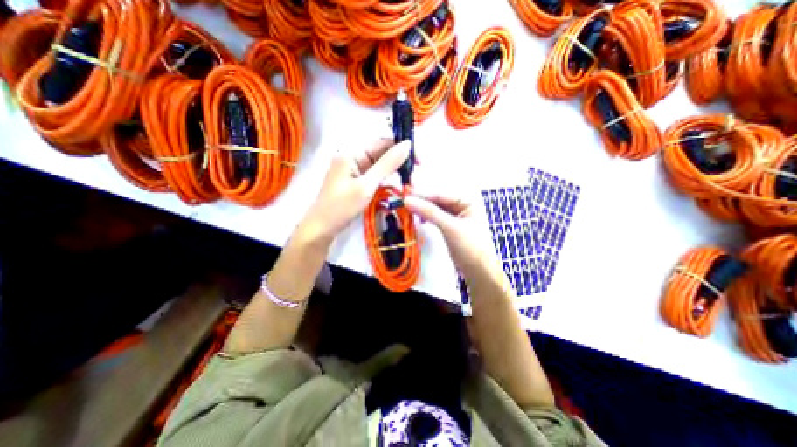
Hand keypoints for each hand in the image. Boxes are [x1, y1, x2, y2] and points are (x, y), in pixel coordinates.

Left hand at [300, 140, 407, 244]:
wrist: (321, 229)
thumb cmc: (341, 207)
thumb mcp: (366, 185)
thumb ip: (387, 164)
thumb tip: (408, 144)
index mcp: (351, 152)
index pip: (383, 142)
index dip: (403, 148)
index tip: (420, 162)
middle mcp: (352, 156)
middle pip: (382, 152)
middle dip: (400, 161)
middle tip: (416, 177)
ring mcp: (354, 169)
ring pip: (380, 164)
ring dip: (396, 171)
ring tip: (411, 182)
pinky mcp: (356, 180)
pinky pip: (375, 175)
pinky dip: (387, 179)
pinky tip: (398, 185)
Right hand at [406, 192, 491, 273]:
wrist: (479, 272)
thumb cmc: (470, 247)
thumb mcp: (449, 227)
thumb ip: (429, 212)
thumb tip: (408, 200)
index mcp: (467, 201)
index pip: (441, 195)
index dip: (423, 195)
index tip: (405, 196)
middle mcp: (463, 207)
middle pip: (438, 201)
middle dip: (423, 202)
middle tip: (405, 203)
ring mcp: (458, 218)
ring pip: (437, 210)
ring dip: (424, 210)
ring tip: (411, 211)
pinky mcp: (452, 229)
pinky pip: (438, 218)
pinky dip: (429, 218)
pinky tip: (421, 219)